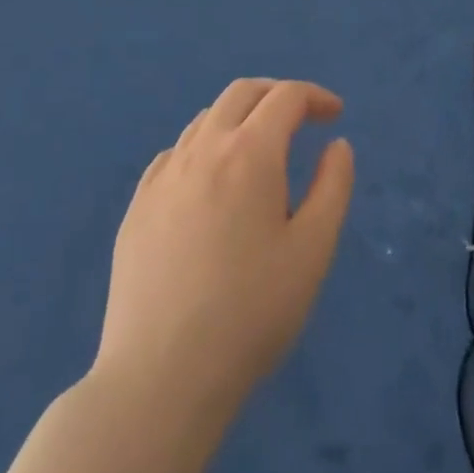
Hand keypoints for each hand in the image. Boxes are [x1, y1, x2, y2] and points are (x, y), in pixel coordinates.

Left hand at [94, 79, 355, 407]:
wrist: (160, 379)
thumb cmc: (251, 312)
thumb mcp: (313, 249)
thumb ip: (333, 186)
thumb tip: (337, 145)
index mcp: (250, 153)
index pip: (286, 97)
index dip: (316, 97)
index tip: (335, 116)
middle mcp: (203, 150)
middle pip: (241, 93)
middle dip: (277, 94)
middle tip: (302, 119)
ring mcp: (162, 179)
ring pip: (204, 120)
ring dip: (240, 119)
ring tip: (260, 153)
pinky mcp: (136, 209)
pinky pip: (174, 154)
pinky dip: (203, 148)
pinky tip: (211, 184)